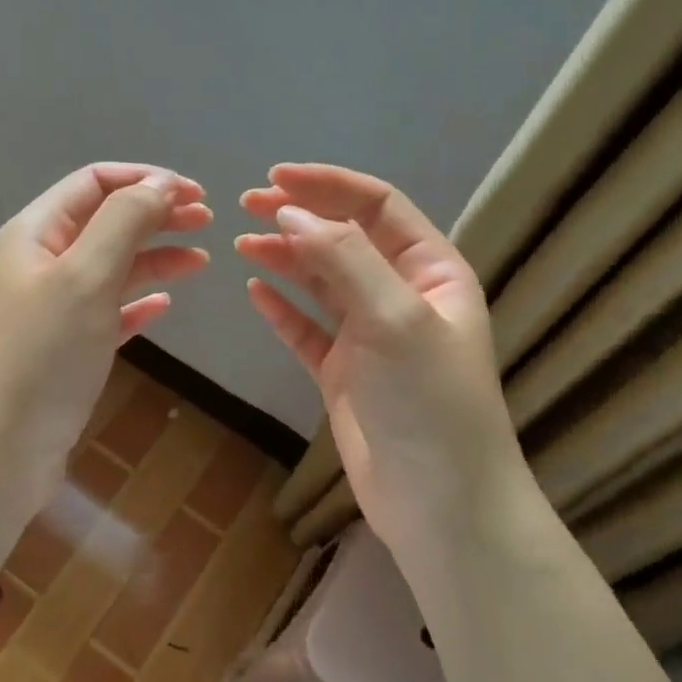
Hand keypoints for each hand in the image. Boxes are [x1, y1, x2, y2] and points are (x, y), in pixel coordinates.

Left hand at [0, 164, 209, 564]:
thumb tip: (160, 184)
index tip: (196, 194)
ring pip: (110, 267)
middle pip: (105, 221)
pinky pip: (107, 312)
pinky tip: (165, 307)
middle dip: (155, 215)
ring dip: (154, 258)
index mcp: (34, 234)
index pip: (94, 183)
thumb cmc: (42, 357)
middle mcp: (39, 264)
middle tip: (207, 221)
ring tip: (201, 260)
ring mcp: (50, 309)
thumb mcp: (86, 278)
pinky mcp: (63, 349)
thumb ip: (125, 222)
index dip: (146, 180)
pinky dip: (137, 303)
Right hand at [237, 164, 519, 578]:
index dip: (328, 185)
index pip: (377, 207)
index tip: (275, 177)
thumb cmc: (429, 402)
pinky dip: (282, 308)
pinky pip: (307, 329)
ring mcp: (371, 336)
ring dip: (285, 257)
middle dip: (299, 216)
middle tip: (246, 204)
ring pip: (322, 282)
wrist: (440, 503)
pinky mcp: (344, 373)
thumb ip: (344, 258)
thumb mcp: (395, 318)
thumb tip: (288, 213)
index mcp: (431, 271)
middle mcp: (401, 295)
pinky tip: (255, 290)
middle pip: (345, 239)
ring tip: (241, 242)